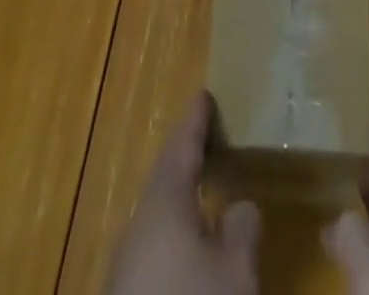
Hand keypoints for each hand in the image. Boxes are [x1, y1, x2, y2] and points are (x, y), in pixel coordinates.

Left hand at [106, 91, 260, 294]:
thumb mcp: (236, 274)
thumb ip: (243, 229)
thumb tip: (240, 204)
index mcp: (164, 203)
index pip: (181, 146)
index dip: (196, 121)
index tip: (204, 95)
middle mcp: (138, 224)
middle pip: (164, 178)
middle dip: (186, 157)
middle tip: (208, 138)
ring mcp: (125, 265)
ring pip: (157, 214)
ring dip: (180, 198)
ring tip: (206, 189)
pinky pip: (153, 245)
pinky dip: (174, 232)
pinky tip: (190, 249)